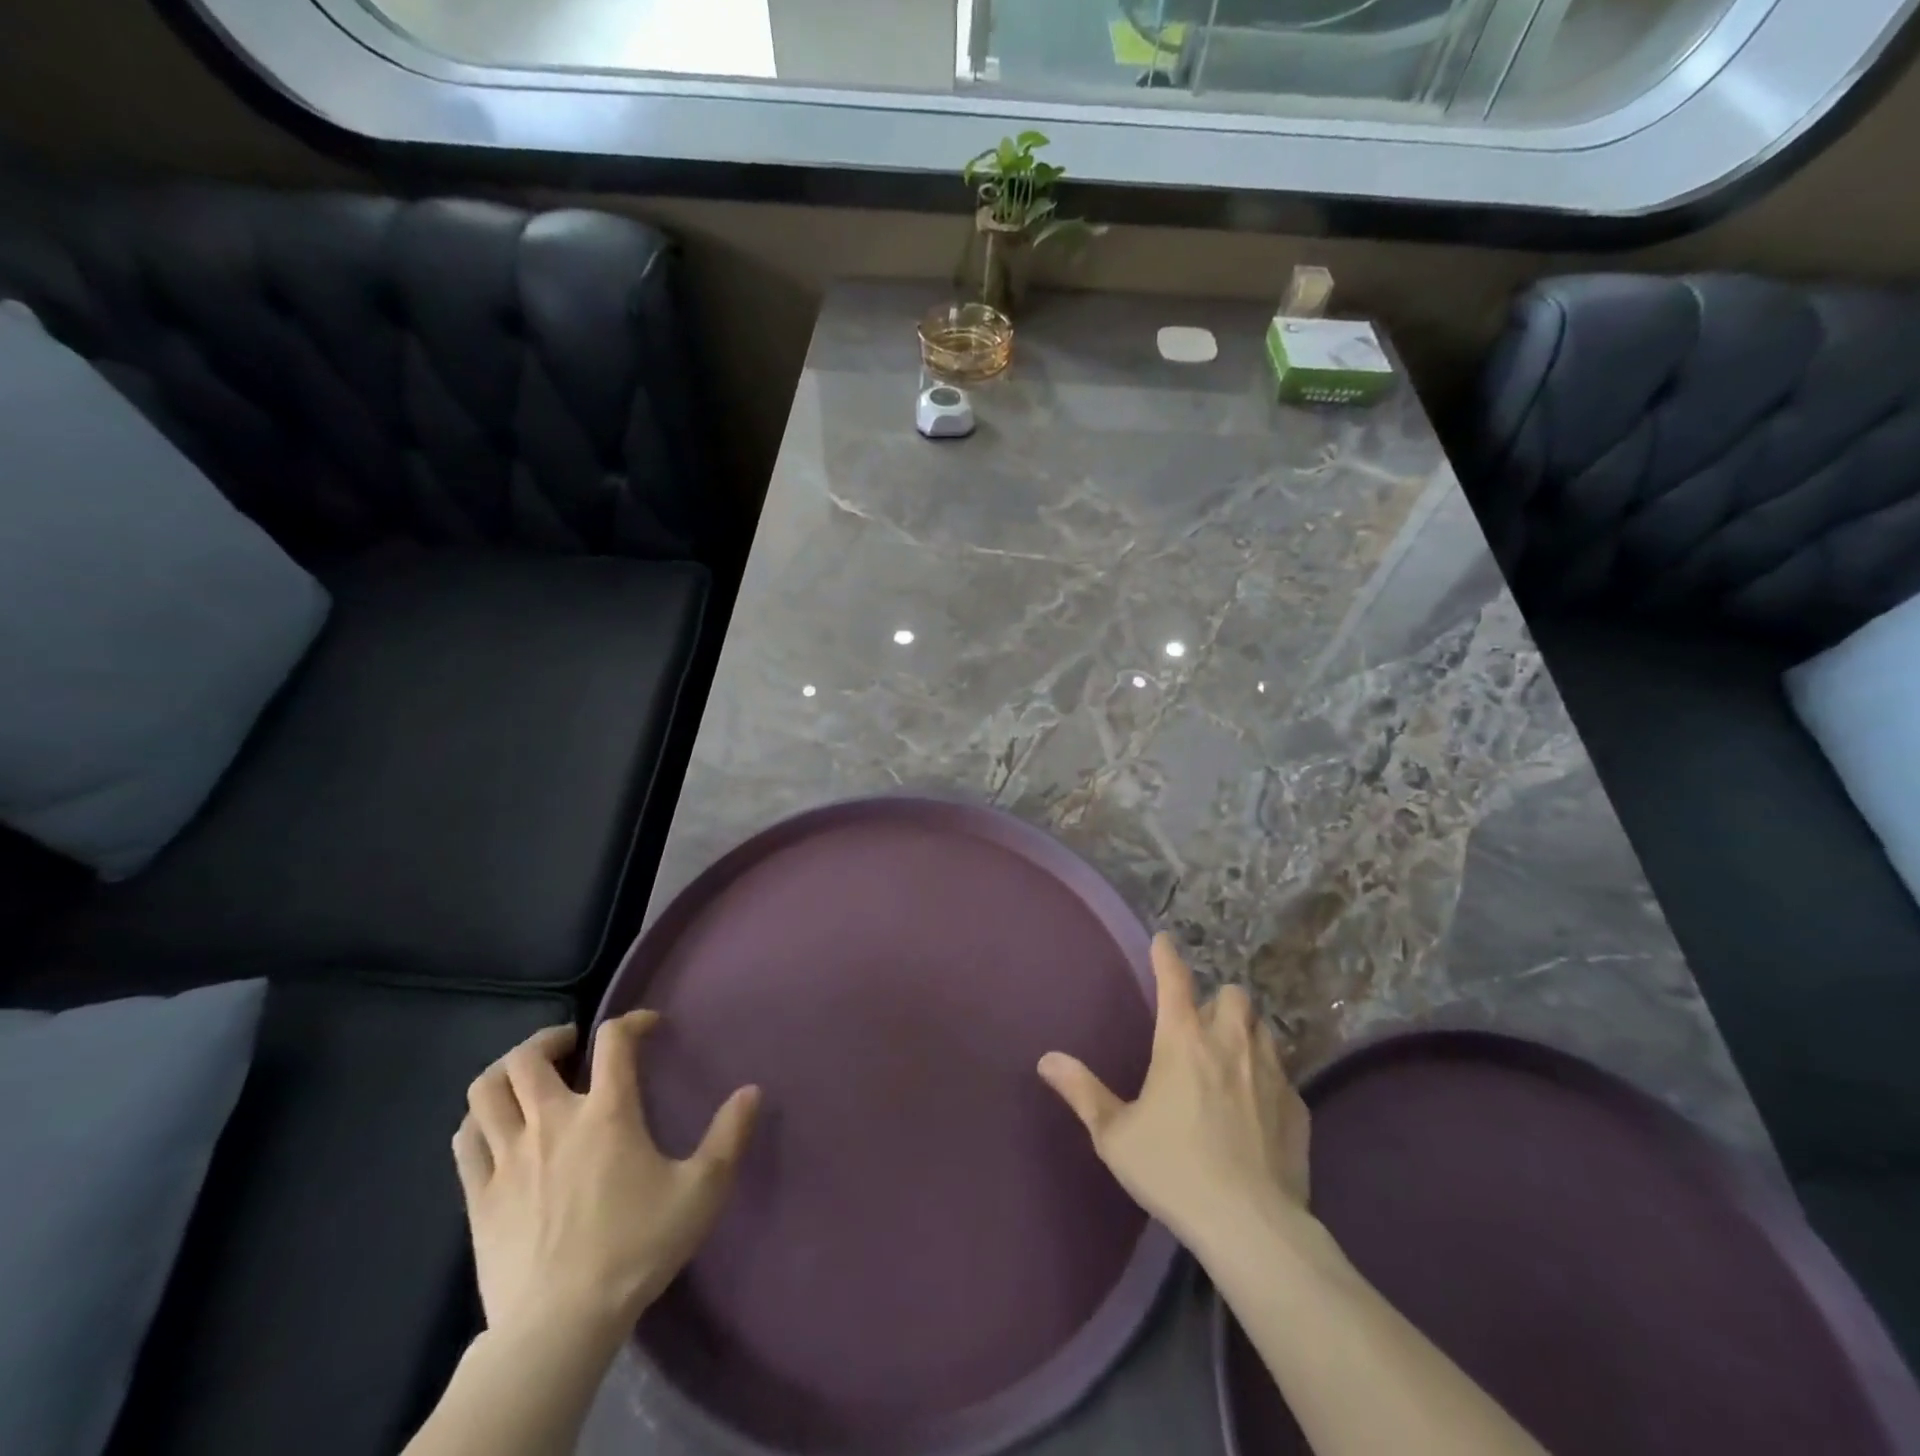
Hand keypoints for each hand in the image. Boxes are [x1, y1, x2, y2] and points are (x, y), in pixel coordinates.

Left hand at [452, 1011, 760, 1348]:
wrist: (560, 1326)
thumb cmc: (635, 1248)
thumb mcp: (701, 1191)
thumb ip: (729, 1136)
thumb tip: (752, 1090)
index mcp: (606, 1113)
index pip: (613, 1040)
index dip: (632, 1021)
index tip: (649, 1027)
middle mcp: (552, 1121)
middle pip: (530, 1056)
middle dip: (552, 1038)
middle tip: (573, 1046)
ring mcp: (508, 1158)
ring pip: (486, 1090)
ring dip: (506, 1071)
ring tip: (528, 1077)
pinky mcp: (478, 1196)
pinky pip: (466, 1139)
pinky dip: (479, 1118)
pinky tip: (496, 1125)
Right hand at [1038, 933, 1310, 1258]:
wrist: (1251, 1226)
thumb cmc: (1174, 1170)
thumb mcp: (1115, 1135)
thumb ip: (1082, 1091)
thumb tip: (1047, 1059)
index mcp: (1183, 1040)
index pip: (1174, 979)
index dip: (1166, 955)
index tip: (1164, 941)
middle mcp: (1230, 1043)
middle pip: (1233, 995)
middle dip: (1218, 1000)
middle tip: (1202, 1024)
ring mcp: (1271, 1073)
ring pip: (1262, 1028)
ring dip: (1245, 1031)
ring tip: (1231, 1056)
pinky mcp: (1298, 1107)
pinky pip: (1283, 1074)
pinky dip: (1267, 1076)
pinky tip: (1257, 1106)